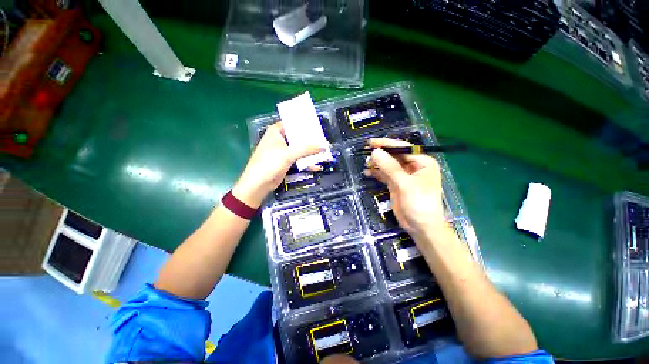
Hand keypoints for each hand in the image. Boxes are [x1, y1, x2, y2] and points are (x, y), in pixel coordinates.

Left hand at [232, 122, 322, 207]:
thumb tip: (324, 146)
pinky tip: (317, 166)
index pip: (293, 124)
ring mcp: (283, 152)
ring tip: (324, 153)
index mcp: (276, 131)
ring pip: (300, 149)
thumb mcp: (289, 154)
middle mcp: (280, 139)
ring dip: (310, 153)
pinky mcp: (286, 162)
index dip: (305, 125)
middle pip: (298, 137)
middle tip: (325, 141)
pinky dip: (306, 163)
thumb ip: (307, 149)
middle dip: (311, 141)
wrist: (258, 184)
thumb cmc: (269, 163)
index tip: (318, 127)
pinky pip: (299, 159)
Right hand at [364, 138, 446, 238]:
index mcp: (422, 162)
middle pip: (394, 156)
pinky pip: (385, 175)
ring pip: (388, 165)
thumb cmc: (419, 204)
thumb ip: (390, 167)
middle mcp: (413, 167)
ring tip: (366, 164)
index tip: (372, 143)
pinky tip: (367, 173)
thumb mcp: (405, 184)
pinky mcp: (396, 184)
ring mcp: (403, 176)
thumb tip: (375, 152)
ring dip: (377, 164)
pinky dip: (376, 173)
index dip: (387, 144)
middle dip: (381, 155)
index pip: (403, 148)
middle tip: (366, 153)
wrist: (421, 227)